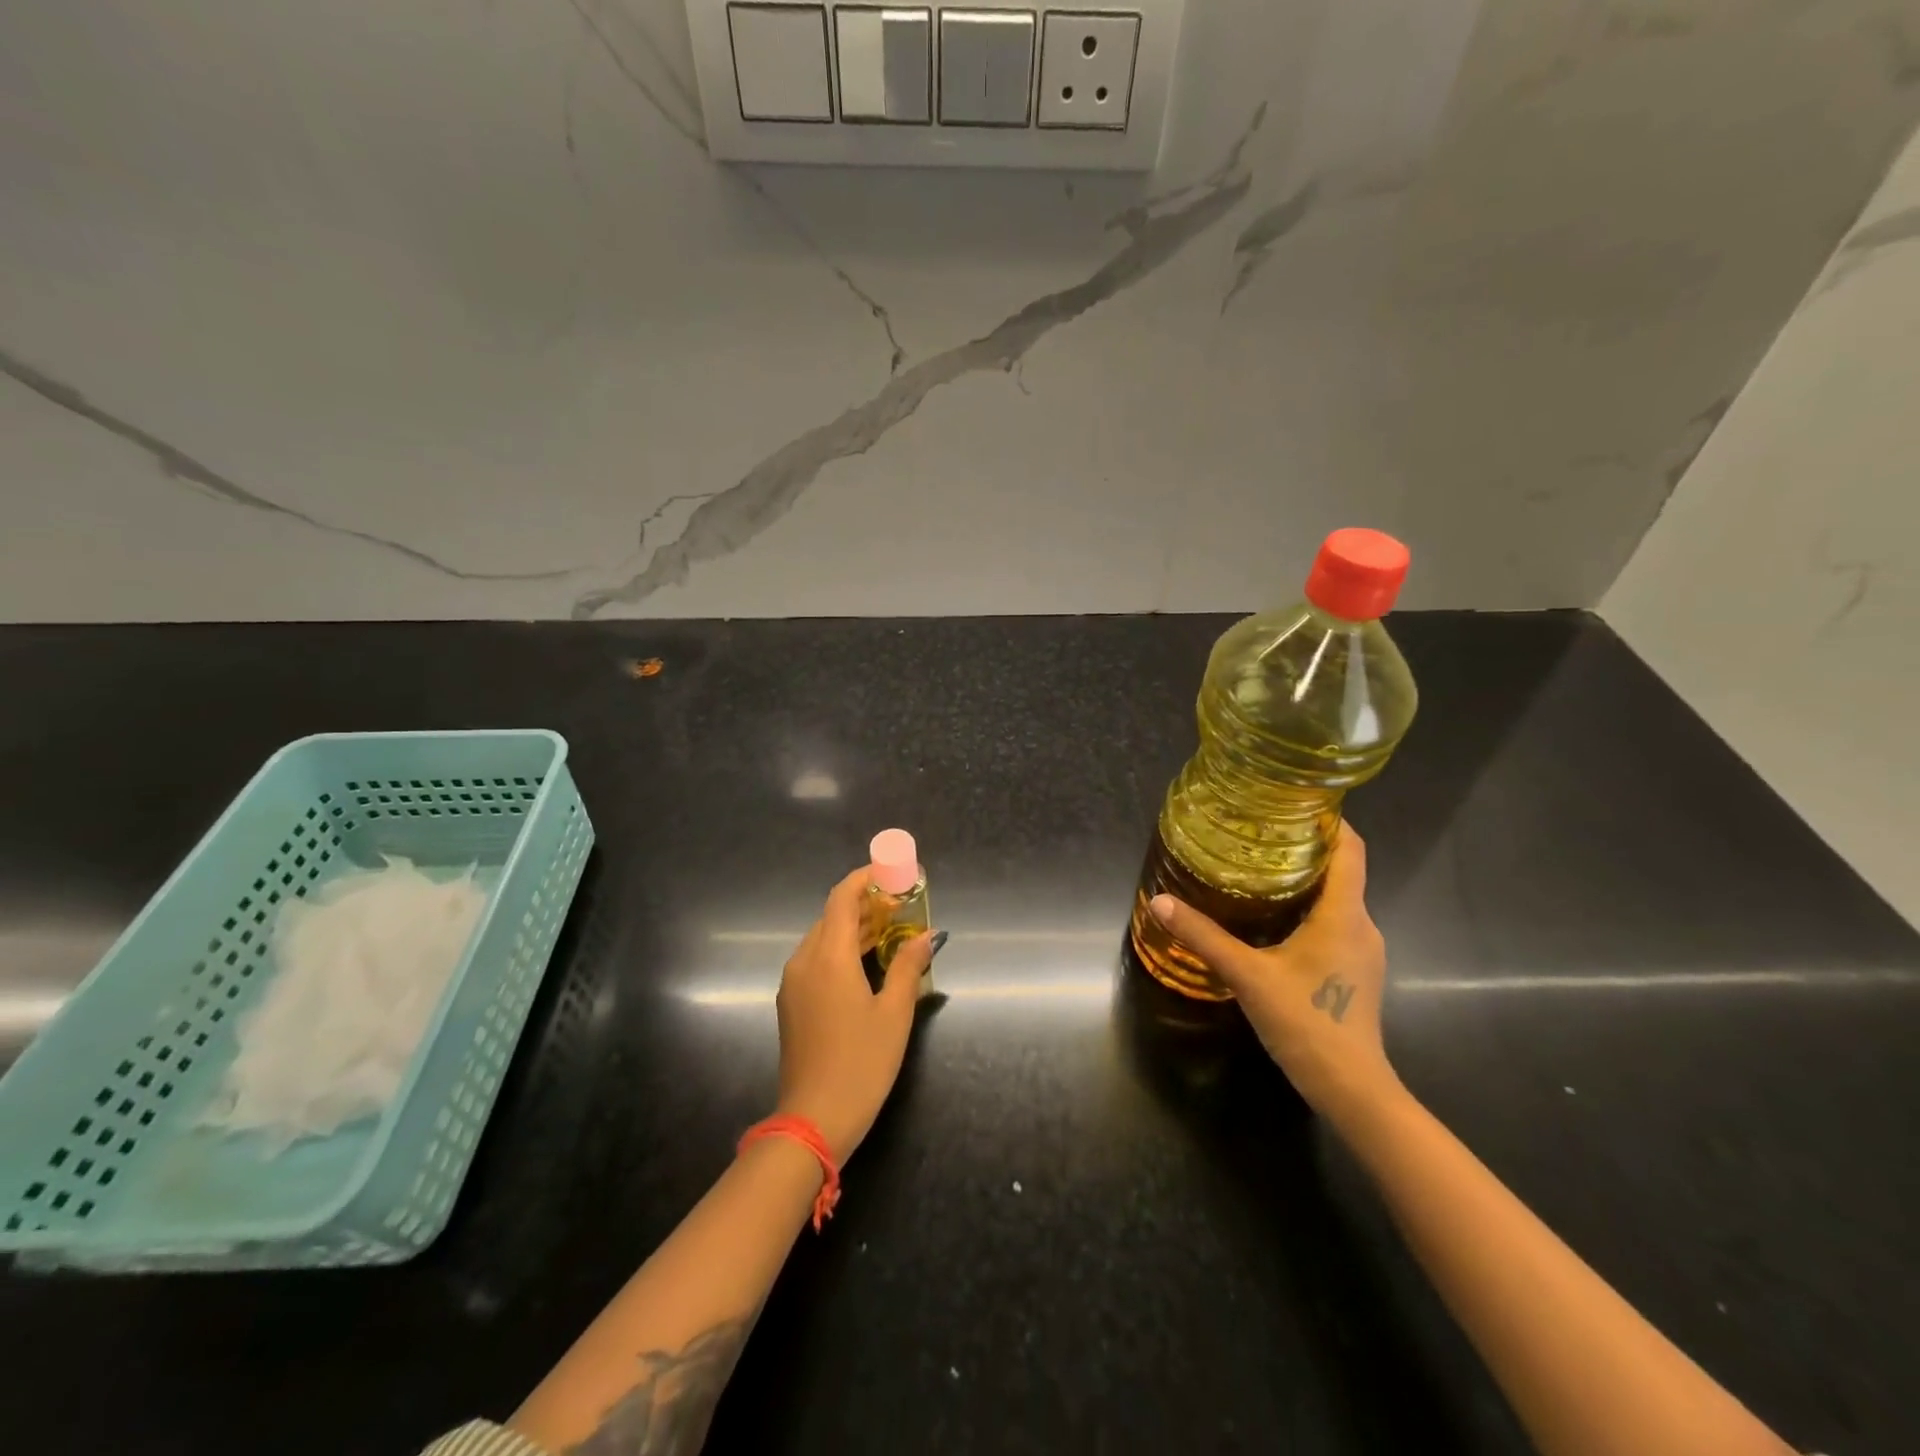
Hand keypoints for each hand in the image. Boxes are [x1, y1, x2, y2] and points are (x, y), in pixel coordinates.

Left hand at [774, 865, 939, 1161]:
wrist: (813, 1120)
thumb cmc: (861, 1063)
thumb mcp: (894, 1014)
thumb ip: (908, 967)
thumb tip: (927, 936)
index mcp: (828, 956)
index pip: (842, 898)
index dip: (864, 878)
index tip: (890, 872)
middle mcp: (804, 961)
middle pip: (831, 916)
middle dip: (864, 904)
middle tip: (899, 905)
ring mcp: (793, 983)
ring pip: (822, 938)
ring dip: (852, 928)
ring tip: (888, 931)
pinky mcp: (791, 1003)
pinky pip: (815, 960)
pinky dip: (840, 950)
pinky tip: (864, 964)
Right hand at [1149, 826, 1395, 1117]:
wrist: (1352, 1090)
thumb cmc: (1307, 1023)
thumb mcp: (1247, 975)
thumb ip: (1204, 936)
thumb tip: (1160, 901)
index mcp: (1344, 914)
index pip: (1350, 849)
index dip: (1330, 820)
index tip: (1295, 801)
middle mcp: (1362, 924)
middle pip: (1341, 871)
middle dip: (1304, 848)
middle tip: (1259, 833)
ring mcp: (1363, 951)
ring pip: (1337, 900)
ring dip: (1304, 881)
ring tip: (1259, 870)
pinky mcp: (1355, 972)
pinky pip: (1335, 924)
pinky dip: (1308, 910)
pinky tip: (1273, 921)